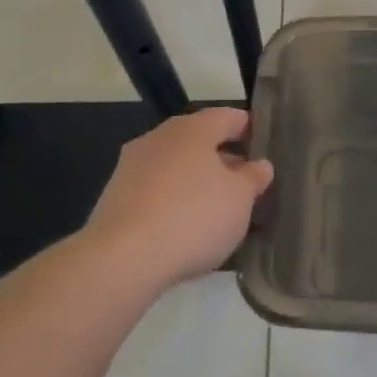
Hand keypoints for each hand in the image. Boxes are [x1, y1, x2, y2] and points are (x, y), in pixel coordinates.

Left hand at [86, 107, 273, 289]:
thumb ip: (253, 178)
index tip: (263, 147)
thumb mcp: (240, 199)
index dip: (249, 129)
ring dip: (195, 181)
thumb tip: (259, 165)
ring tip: (215, 210)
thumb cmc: (193, 217)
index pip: (229, 117)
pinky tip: (182, 228)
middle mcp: (159, 137)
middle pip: (199, 140)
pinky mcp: (114, 197)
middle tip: (243, 183)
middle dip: (222, 159)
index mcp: (193, 128)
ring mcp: (131, 166)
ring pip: (174, 166)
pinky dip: (171, 202)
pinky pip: (154, 191)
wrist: (121, 260)